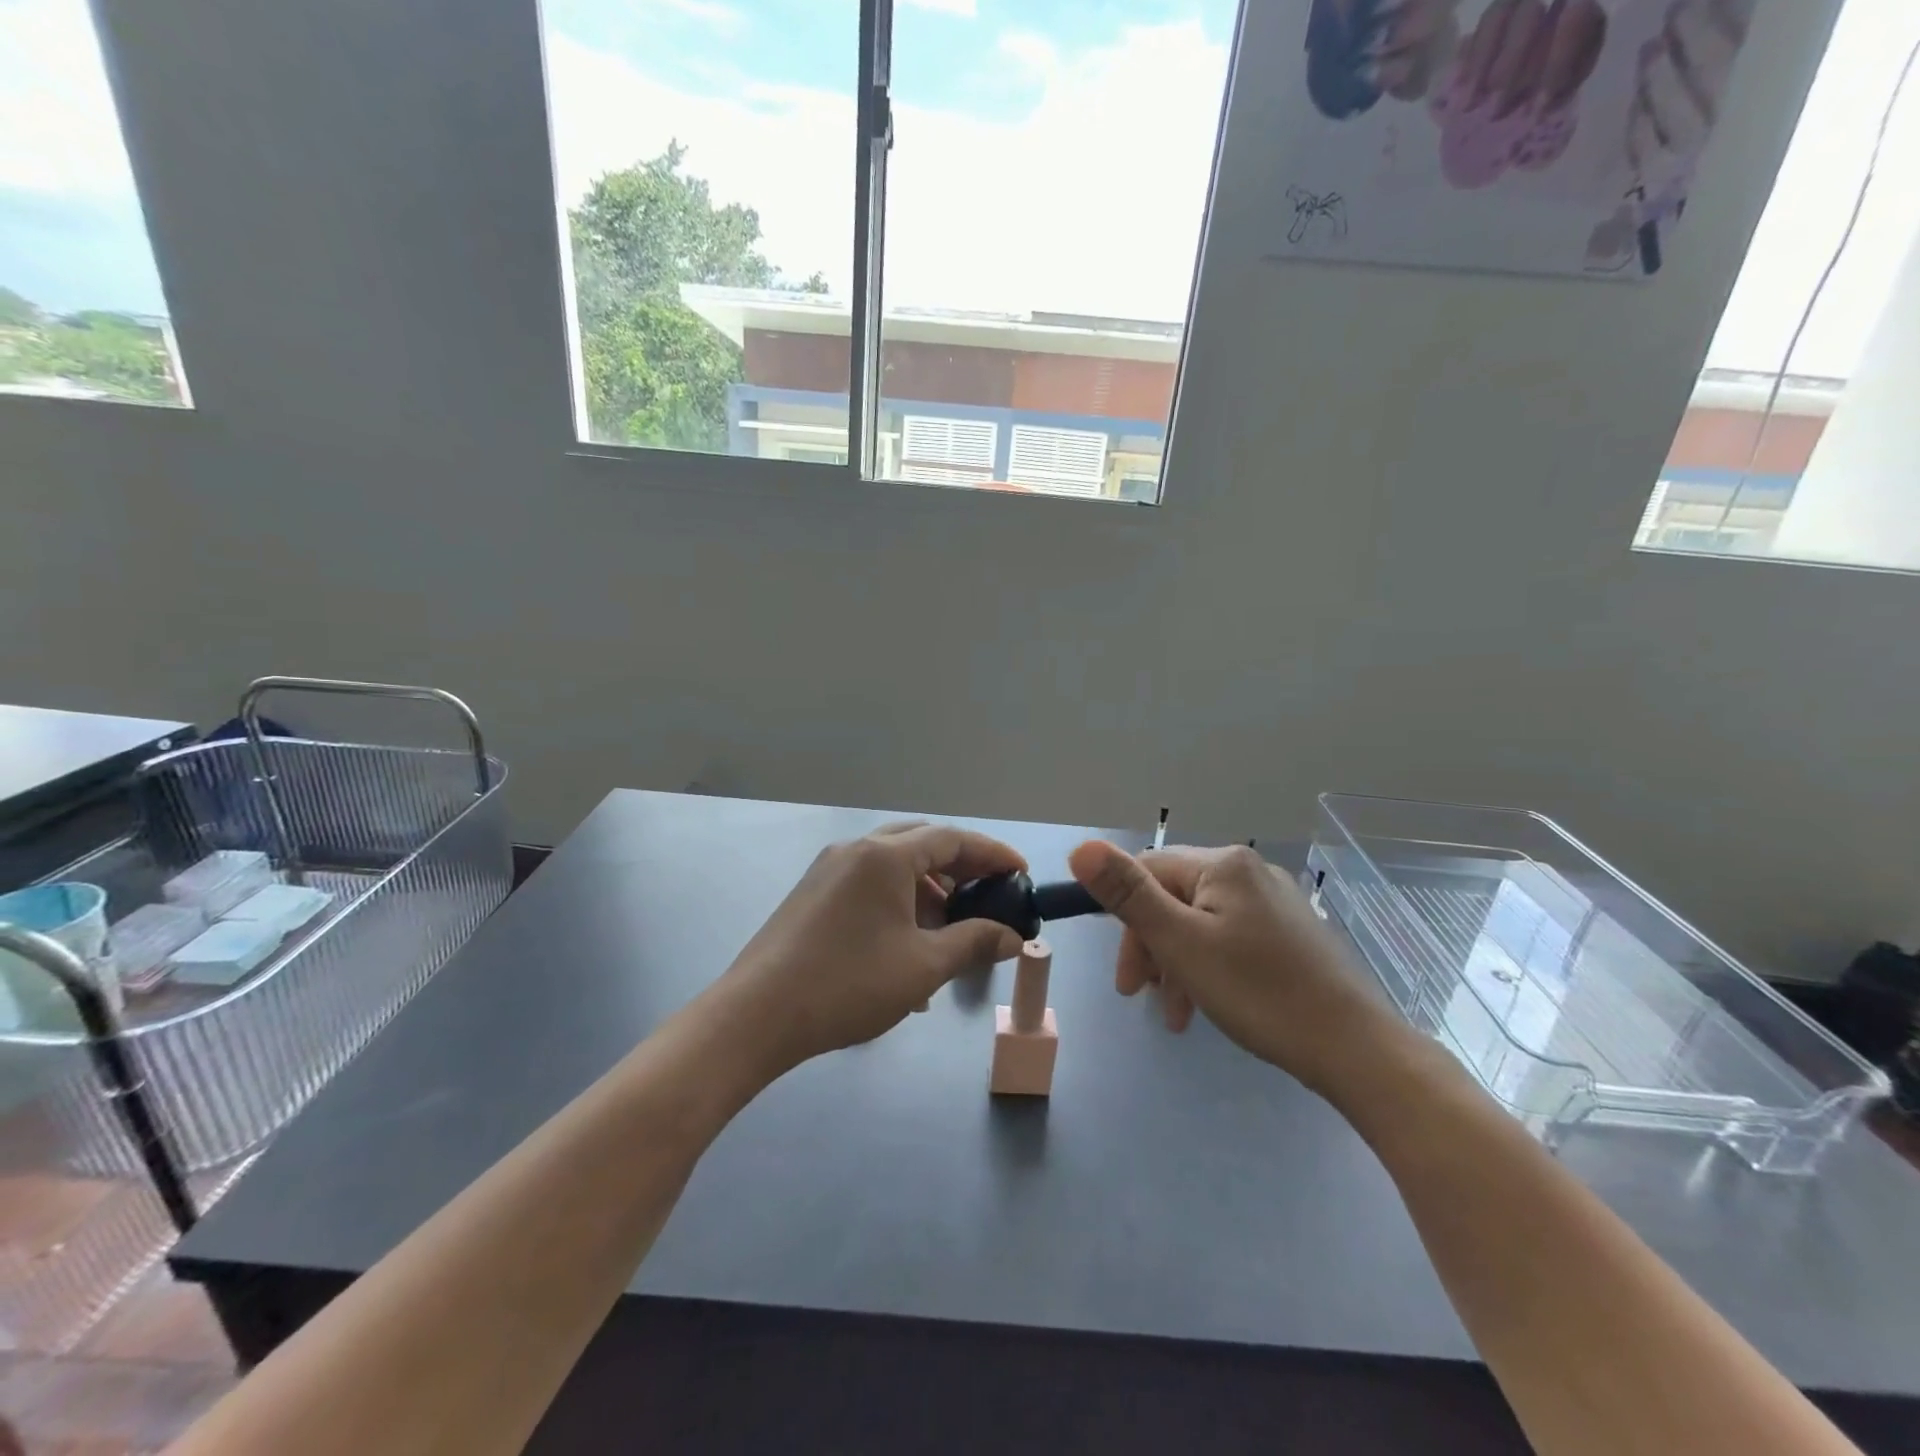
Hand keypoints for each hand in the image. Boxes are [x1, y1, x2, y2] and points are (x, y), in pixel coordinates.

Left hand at [720, 823, 1026, 1072]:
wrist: (757, 1015)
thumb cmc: (849, 984)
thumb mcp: (922, 967)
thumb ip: (973, 943)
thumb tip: (1012, 937)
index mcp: (885, 856)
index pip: (952, 838)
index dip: (992, 853)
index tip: (1021, 873)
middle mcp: (856, 850)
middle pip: (921, 843)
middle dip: (960, 868)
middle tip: (988, 895)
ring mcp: (828, 870)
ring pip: (892, 865)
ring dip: (927, 889)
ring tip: (950, 929)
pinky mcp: (812, 894)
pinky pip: (868, 884)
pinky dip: (897, 901)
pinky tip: (907, 945)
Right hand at [1068, 840, 1406, 1096]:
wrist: (1354, 1048)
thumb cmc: (1257, 992)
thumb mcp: (1180, 943)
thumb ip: (1128, 894)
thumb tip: (1081, 847)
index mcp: (1222, 865)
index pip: (1148, 872)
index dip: (1125, 920)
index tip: (1125, 978)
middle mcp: (1249, 871)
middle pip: (1174, 898)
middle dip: (1152, 948)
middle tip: (1142, 997)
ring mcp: (1275, 902)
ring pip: (1202, 923)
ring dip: (1178, 964)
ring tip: (1177, 1015)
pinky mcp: (1291, 933)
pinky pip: (1231, 938)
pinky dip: (1209, 967)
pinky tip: (1209, 1004)